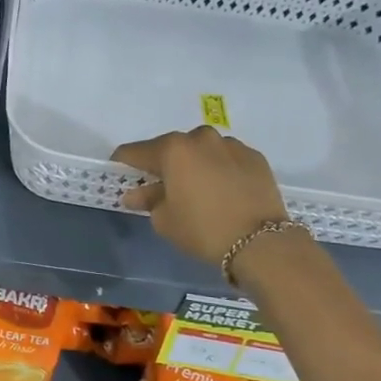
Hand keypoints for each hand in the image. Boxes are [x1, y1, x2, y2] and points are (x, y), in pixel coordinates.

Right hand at [112, 127, 290, 267]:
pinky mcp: (255, 156)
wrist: (262, 242)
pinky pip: (227, 159)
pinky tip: (222, 191)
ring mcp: (231, 144)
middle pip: (171, 148)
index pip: (135, 152)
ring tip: (196, 189)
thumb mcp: (165, 220)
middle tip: (161, 187)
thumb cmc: (203, 229)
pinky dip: (219, 169)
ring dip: (193, 164)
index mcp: (173, 149)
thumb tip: (135, 193)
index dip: (123, 163)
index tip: (119, 174)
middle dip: (162, 164)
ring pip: (201, 150)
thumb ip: (147, 200)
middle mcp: (200, 138)